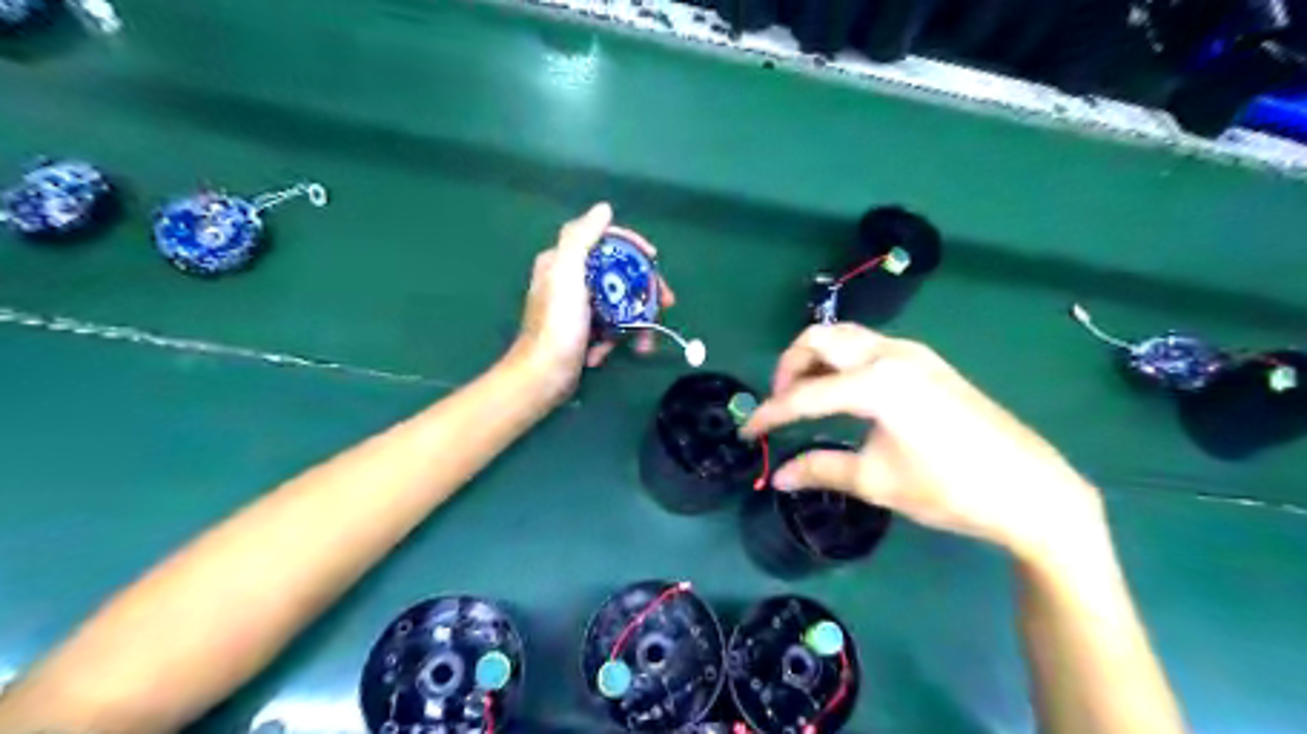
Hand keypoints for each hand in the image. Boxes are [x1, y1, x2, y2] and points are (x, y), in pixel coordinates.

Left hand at [506, 205, 678, 403]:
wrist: (542, 377)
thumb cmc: (558, 325)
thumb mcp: (567, 275)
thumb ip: (580, 238)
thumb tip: (603, 208)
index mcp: (562, 261)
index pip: (604, 240)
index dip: (632, 246)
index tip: (654, 260)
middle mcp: (569, 280)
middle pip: (618, 274)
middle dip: (644, 291)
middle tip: (667, 304)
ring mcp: (576, 308)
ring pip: (618, 303)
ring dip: (635, 322)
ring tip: (645, 343)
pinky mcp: (582, 331)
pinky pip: (608, 326)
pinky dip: (614, 339)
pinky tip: (606, 354)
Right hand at [744, 323, 1099, 559]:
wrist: (1030, 490)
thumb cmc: (950, 488)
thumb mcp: (877, 481)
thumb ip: (820, 470)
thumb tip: (778, 477)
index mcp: (876, 383)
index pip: (804, 395)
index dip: (770, 415)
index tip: (748, 434)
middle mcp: (890, 354)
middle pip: (819, 339)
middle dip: (789, 366)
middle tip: (781, 404)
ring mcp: (913, 353)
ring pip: (845, 337)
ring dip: (817, 360)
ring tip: (808, 399)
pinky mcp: (927, 362)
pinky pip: (869, 347)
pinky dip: (843, 362)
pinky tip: (845, 395)